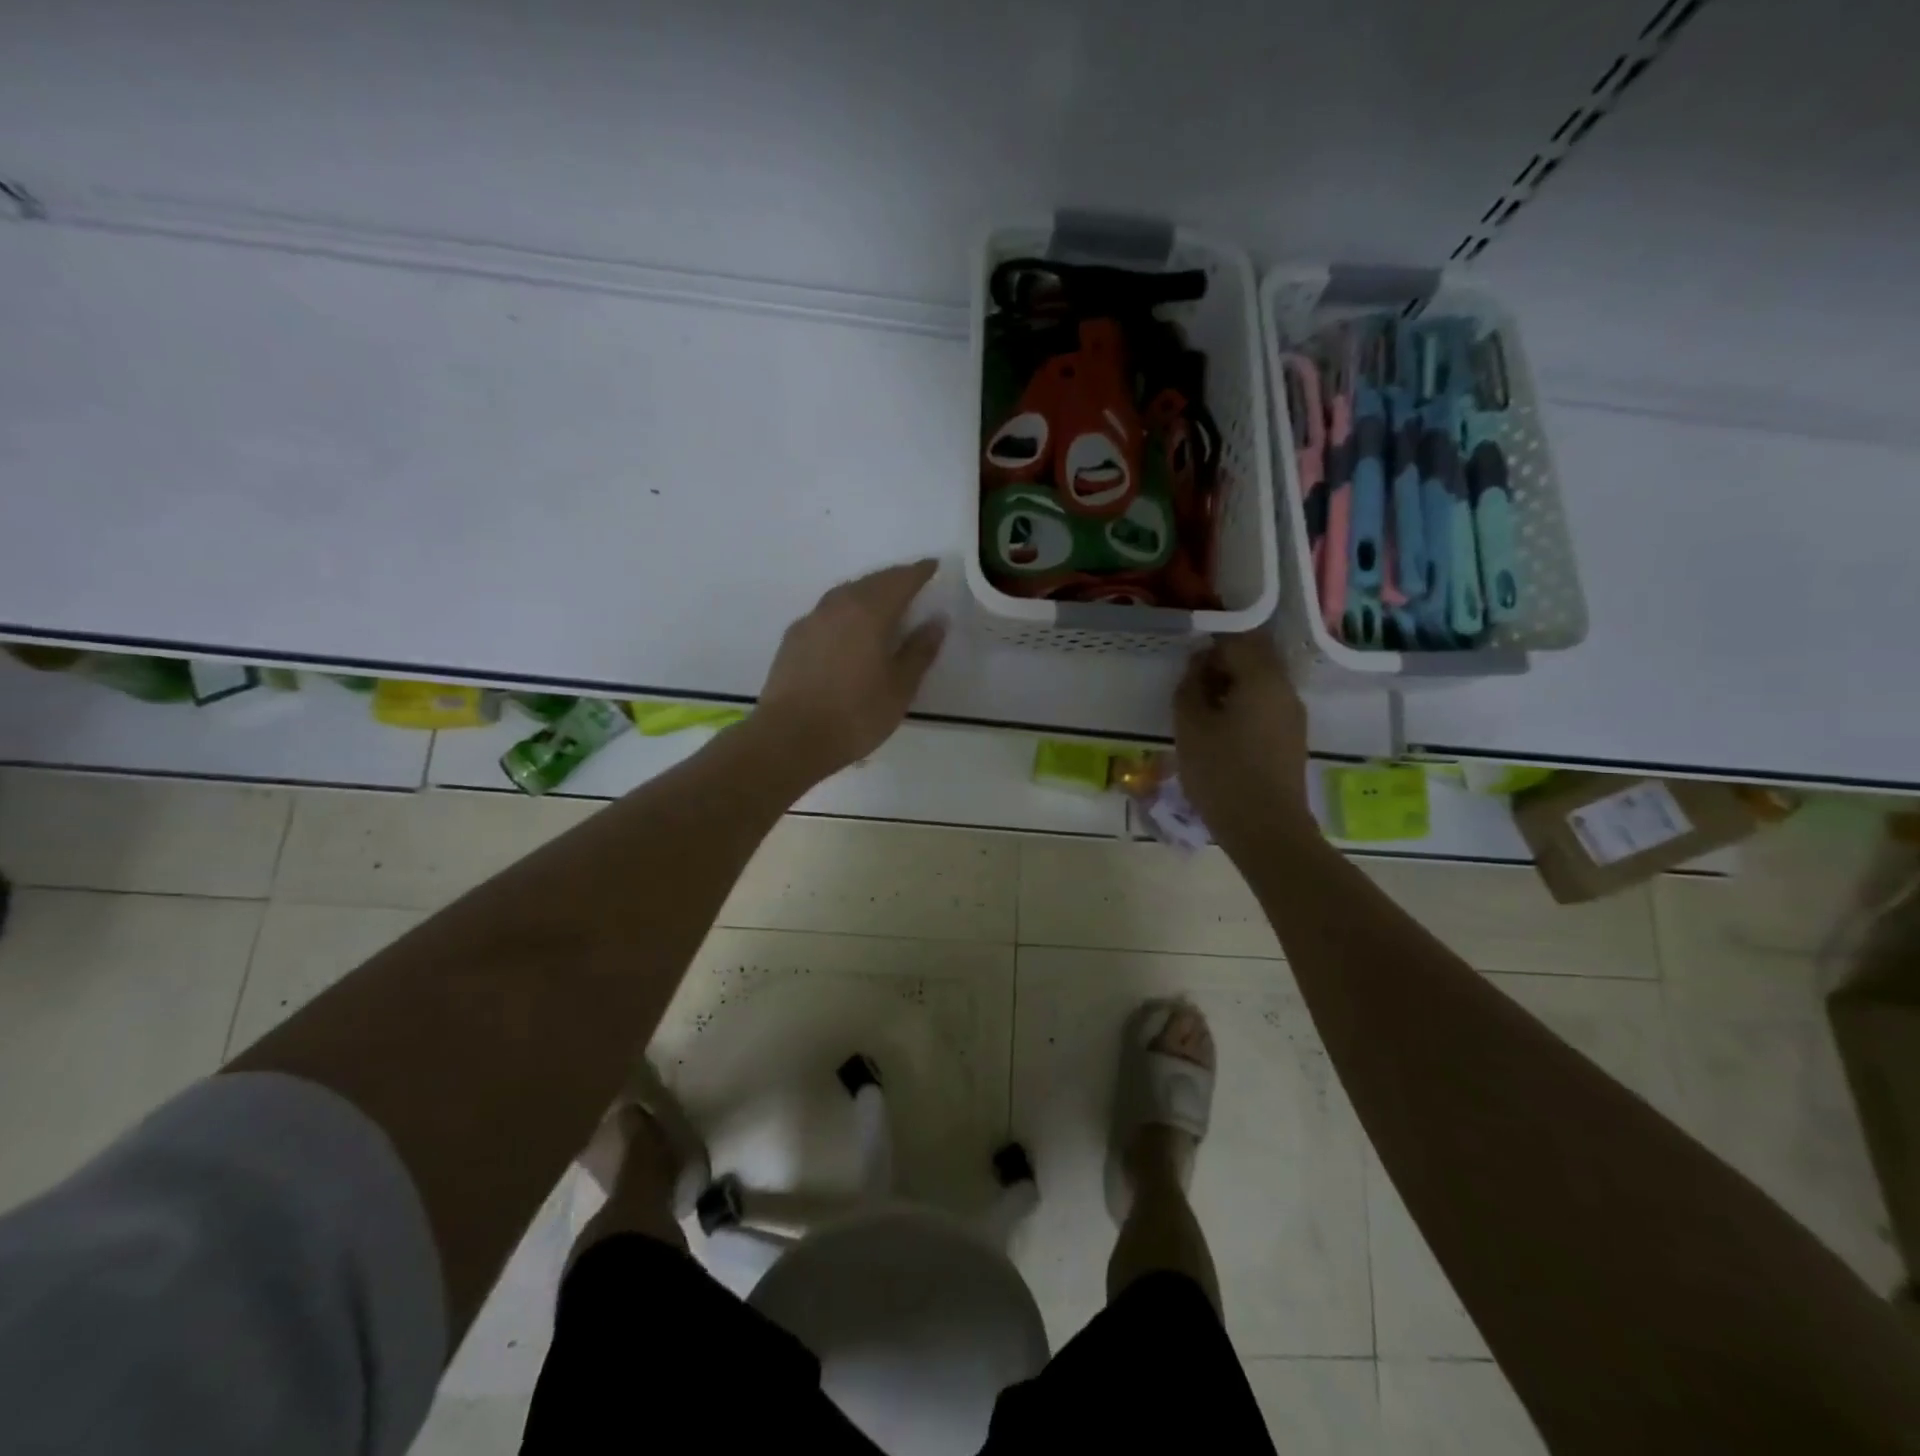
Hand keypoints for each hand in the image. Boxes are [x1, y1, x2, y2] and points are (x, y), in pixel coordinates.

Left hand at [757, 559, 947, 780]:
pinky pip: (827, 613)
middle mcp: (838, 605)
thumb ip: (919, 651)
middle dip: (894, 579)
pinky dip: (845, 611)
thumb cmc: (855, 715)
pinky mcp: (793, 638)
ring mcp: (811, 620)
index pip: (900, 580)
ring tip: (883, 604)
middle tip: (912, 583)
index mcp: (869, 611)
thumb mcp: (899, 688)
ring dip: (867, 593)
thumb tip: (936, 621)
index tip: (933, 566)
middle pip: (871, 582)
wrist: (790, 738)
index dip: (919, 572)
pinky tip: (849, 629)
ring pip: (845, 594)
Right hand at [1173, 632, 1311, 848]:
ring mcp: (1292, 715)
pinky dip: (1241, 707)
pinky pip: (1265, 707)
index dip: (1208, 644)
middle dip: (1220, 664)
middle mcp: (1285, 689)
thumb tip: (1198, 665)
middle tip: (1190, 687)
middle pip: (1253, 658)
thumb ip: (1190, 687)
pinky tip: (1220, 733)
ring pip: (1259, 683)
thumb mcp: (1191, 727)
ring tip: (1200, 713)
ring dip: (1230, 687)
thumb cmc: (1222, 773)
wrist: (1267, 829)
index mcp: (1262, 678)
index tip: (1185, 663)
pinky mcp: (1291, 738)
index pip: (1237, 638)